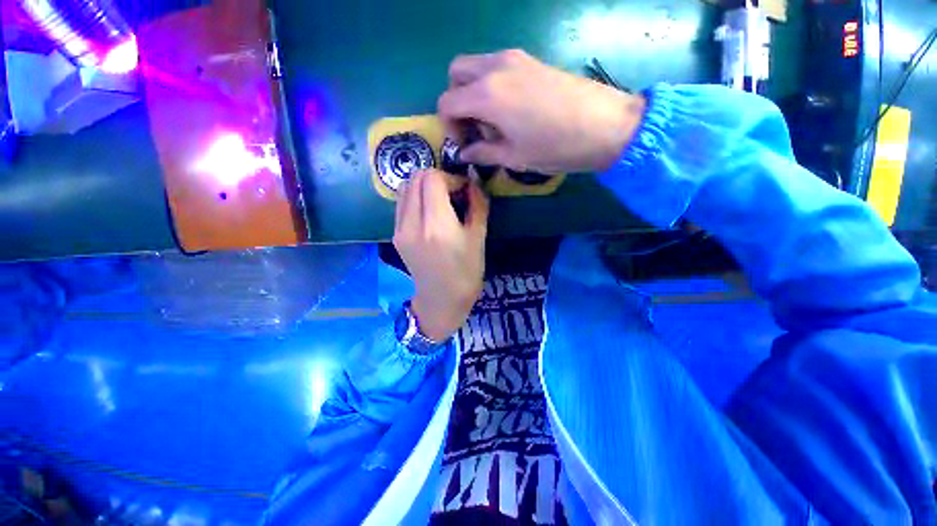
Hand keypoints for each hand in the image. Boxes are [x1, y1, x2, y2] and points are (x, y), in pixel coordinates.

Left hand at [393, 169, 489, 341]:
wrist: (441, 300)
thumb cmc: (466, 272)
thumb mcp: (479, 237)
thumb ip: (477, 204)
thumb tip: (473, 182)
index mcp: (436, 225)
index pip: (433, 178)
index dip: (451, 177)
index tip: (464, 189)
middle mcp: (412, 223)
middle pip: (416, 178)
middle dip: (437, 178)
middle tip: (453, 193)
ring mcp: (399, 229)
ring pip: (405, 187)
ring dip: (424, 186)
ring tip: (441, 200)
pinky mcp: (395, 235)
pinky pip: (402, 203)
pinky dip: (415, 198)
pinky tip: (429, 212)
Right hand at [438, 49, 645, 173]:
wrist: (605, 125)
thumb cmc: (555, 147)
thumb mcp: (513, 157)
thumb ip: (482, 153)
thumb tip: (465, 154)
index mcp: (487, 94)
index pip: (447, 102)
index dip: (449, 126)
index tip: (465, 144)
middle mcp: (495, 68)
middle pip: (456, 73)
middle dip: (456, 100)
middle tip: (474, 127)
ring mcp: (515, 59)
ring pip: (476, 67)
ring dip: (473, 92)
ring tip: (494, 121)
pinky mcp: (531, 60)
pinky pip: (496, 66)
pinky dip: (491, 85)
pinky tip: (510, 110)